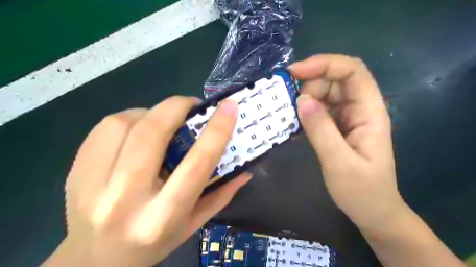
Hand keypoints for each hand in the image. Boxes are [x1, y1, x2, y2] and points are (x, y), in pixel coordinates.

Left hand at [42, 97, 252, 266]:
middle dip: (177, 107)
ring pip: (125, 123)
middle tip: (192, 105)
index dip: (216, 131)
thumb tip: (245, 170)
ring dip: (152, 112)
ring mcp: (92, 184)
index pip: (196, 164)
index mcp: (162, 216)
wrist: (95, 261)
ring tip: (164, 119)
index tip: (229, 107)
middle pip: (152, 134)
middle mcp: (125, 199)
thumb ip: (221, 195)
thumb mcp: (193, 225)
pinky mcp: (74, 171)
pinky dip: (129, 118)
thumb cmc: (153, 244)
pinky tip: (138, 129)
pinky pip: (104, 128)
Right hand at [290, 54, 404, 231]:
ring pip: (325, 94)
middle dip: (310, 84)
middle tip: (290, 103)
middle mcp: (360, 109)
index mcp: (369, 112)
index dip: (325, 64)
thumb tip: (301, 99)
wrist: (371, 211)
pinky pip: (320, 110)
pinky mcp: (337, 127)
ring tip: (290, 115)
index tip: (295, 72)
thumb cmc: (361, 190)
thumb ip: (320, 129)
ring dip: (305, 99)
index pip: (352, 71)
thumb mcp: (339, 162)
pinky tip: (295, 124)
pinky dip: (305, 112)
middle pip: (335, 80)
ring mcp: (348, 118)